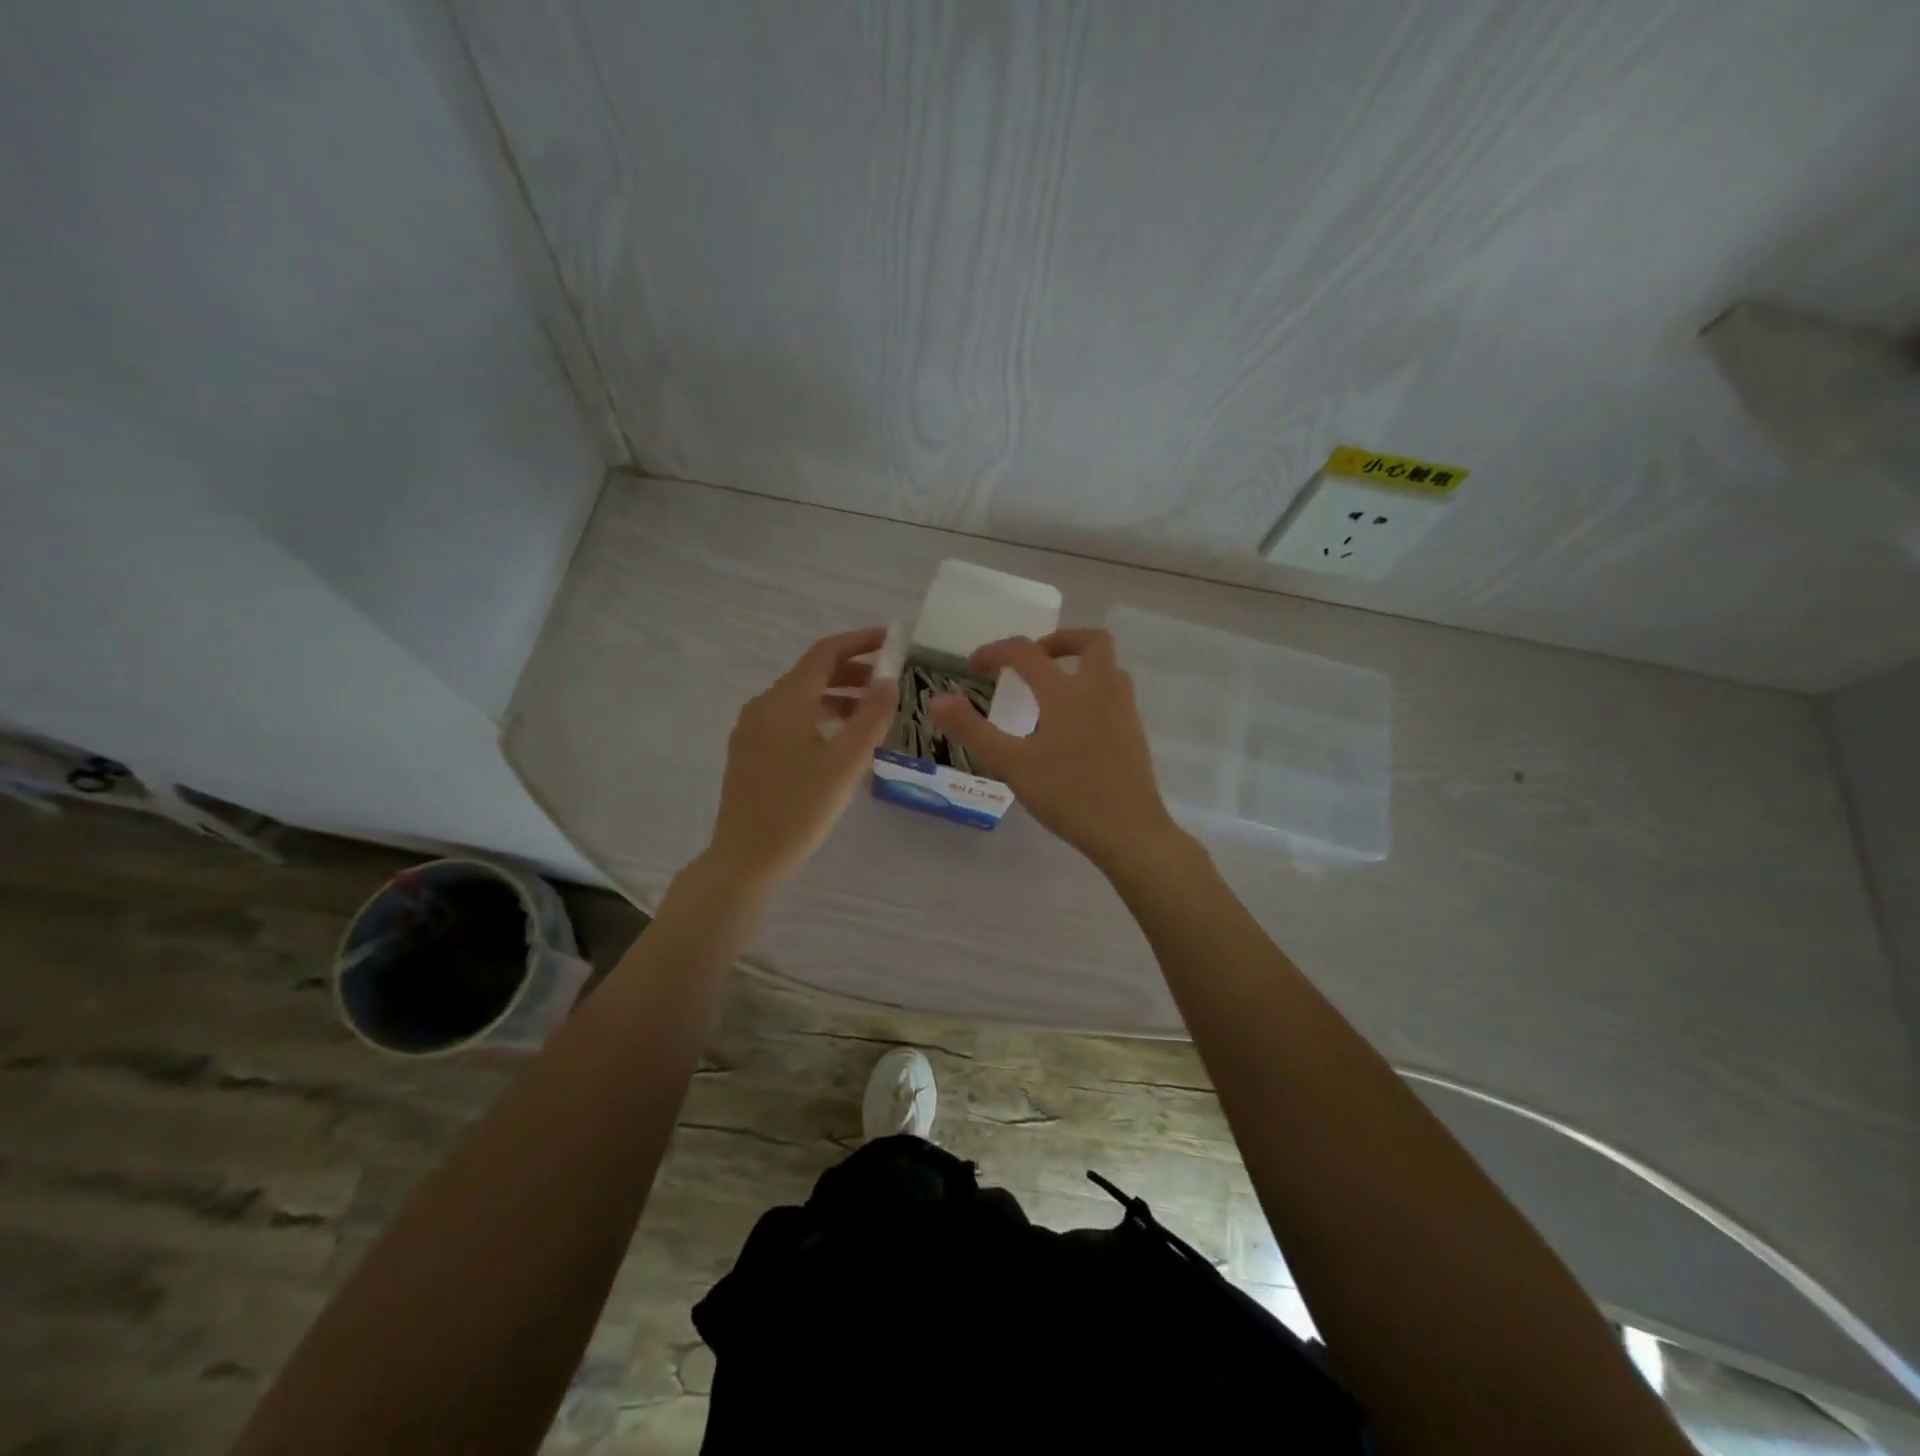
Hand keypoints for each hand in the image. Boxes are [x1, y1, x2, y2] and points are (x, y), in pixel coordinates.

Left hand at [702, 627, 895, 890]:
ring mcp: (752, 729)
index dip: (860, 642)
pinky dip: (819, 716)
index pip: (825, 653)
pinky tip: (839, 741)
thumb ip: (871, 716)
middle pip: (812, 673)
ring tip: (871, 715)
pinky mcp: (749, 752)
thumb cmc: (800, 809)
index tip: (891, 641)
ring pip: (800, 698)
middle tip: (889, 682)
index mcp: (786, 701)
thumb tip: (889, 678)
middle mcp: (764, 705)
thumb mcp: (846, 762)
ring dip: (837, 696)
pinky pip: (789, 719)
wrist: (746, 859)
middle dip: (852, 671)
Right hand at [929, 628, 1183, 873]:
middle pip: (1091, 641)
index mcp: (1066, 693)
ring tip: (1053, 690)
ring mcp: (1124, 711)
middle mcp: (1100, 690)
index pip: (1026, 652)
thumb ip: (972, 729)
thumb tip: (936, 700)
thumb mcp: (1011, 764)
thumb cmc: (1067, 795)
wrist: (1129, 831)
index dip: (995, 652)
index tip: (974, 668)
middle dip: (1058, 640)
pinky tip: (1075, 725)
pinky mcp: (1134, 733)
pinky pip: (1115, 693)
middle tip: (1032, 661)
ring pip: (1109, 667)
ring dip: (1080, 665)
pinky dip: (1093, 691)